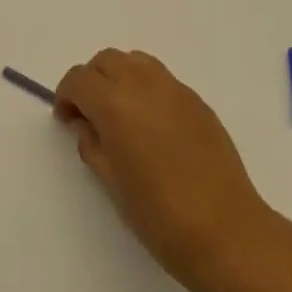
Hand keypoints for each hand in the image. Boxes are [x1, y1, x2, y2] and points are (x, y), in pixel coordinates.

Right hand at [54, 49, 270, 284]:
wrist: (225, 230)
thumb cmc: (160, 216)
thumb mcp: (112, 183)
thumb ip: (93, 145)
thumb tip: (87, 125)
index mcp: (116, 105)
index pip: (79, 79)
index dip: (66, 95)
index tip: (67, 120)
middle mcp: (144, 85)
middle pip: (107, 60)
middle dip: (91, 81)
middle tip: (90, 116)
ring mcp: (175, 89)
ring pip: (136, 61)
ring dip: (119, 77)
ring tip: (121, 114)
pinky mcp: (198, 100)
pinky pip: (162, 78)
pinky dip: (146, 87)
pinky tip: (151, 124)